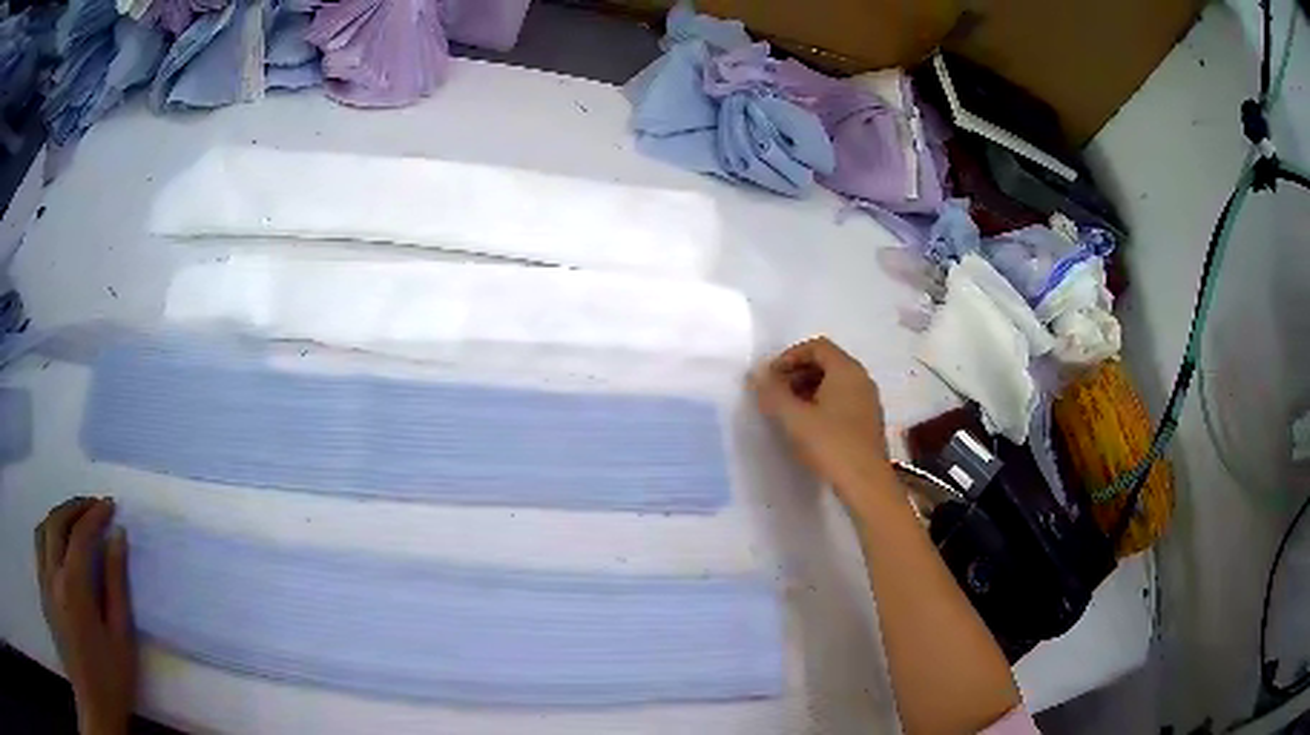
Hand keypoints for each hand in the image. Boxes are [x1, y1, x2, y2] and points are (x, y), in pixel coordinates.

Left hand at [35, 497, 135, 734]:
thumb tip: (118, 538)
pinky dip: (47, 533)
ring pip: (43, 529)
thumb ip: (116, 586)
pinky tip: (57, 545)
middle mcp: (52, 572)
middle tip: (92, 505)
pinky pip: (39, 547)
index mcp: (74, 585)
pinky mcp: (41, 589)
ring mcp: (43, 579)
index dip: (95, 514)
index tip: (110, 506)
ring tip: (72, 519)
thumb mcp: (121, 640)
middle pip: (57, 521)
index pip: (81, 533)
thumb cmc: (110, 680)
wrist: (93, 705)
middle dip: (74, 506)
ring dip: (57, 516)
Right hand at [751, 337, 893, 514]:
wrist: (865, 483)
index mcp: (847, 370)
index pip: (817, 346)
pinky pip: (843, 400)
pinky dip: (822, 404)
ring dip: (808, 390)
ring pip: (834, 383)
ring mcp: (868, 401)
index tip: (770, 377)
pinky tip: (808, 427)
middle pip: (826, 362)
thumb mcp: (794, 418)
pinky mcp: (868, 421)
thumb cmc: (831, 445)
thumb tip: (755, 375)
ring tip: (788, 411)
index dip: (789, 356)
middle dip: (797, 373)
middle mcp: (861, 379)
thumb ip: (772, 393)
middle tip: (775, 393)